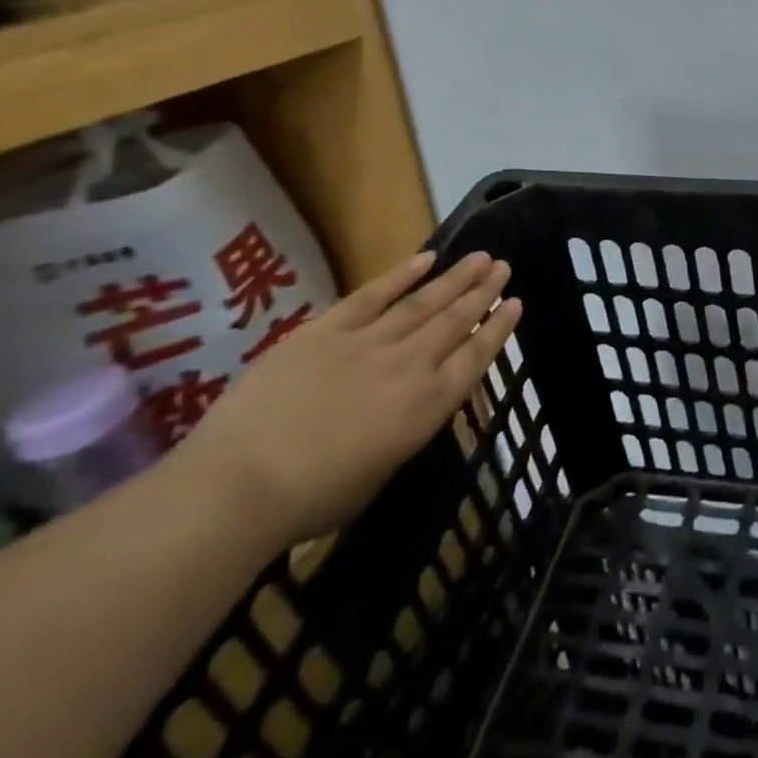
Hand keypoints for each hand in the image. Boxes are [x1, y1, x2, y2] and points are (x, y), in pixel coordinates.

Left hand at [173, 251, 520, 549]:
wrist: (241, 486)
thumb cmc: (311, 500)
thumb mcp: (381, 472)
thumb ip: (405, 429)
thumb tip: (409, 405)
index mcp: (427, 407)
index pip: (476, 357)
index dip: (498, 328)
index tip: (516, 303)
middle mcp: (409, 366)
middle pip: (456, 320)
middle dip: (483, 292)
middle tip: (503, 266)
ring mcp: (369, 343)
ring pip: (423, 302)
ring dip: (455, 278)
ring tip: (480, 257)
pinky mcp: (327, 330)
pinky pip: (372, 295)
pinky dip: (401, 275)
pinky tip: (426, 258)